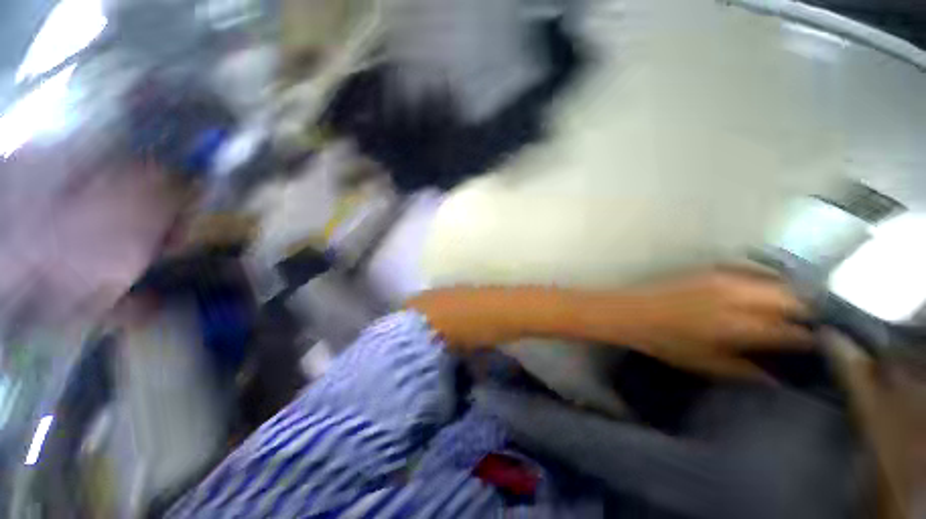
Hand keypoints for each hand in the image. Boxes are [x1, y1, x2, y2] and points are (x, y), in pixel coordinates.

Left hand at [609, 268, 814, 379]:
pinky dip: (766, 281)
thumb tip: (779, 377)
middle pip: (793, 298)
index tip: (820, 345)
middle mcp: (738, 296)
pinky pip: (751, 271)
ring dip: (789, 294)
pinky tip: (763, 293)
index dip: (810, 338)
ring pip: (775, 281)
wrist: (631, 312)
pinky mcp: (710, 269)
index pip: (791, 330)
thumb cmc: (664, 342)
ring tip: (791, 310)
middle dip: (807, 311)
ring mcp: (724, 278)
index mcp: (738, 325)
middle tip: (808, 326)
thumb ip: (745, 370)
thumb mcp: (705, 364)